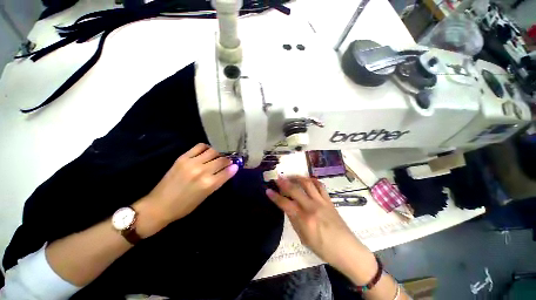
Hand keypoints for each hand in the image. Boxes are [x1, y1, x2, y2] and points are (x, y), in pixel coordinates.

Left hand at [135, 144, 238, 236]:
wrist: (159, 205)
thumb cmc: (185, 206)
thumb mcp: (205, 196)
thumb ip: (218, 182)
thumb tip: (230, 170)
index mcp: (208, 184)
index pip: (227, 171)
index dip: (233, 167)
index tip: (236, 165)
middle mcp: (202, 171)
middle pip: (221, 160)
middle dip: (227, 160)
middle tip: (227, 162)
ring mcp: (191, 163)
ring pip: (213, 151)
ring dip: (218, 154)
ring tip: (217, 157)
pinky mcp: (183, 158)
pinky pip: (199, 147)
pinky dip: (206, 148)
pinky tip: (207, 152)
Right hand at [266, 176, 375, 280]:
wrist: (347, 250)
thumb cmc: (324, 249)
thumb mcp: (304, 238)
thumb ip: (294, 221)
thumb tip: (288, 208)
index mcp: (305, 219)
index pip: (286, 204)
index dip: (275, 197)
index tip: (268, 190)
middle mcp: (313, 207)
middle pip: (295, 190)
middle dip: (284, 182)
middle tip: (277, 178)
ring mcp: (322, 202)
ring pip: (308, 183)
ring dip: (297, 178)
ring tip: (291, 176)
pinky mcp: (329, 200)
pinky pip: (320, 186)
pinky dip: (312, 180)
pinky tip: (307, 180)